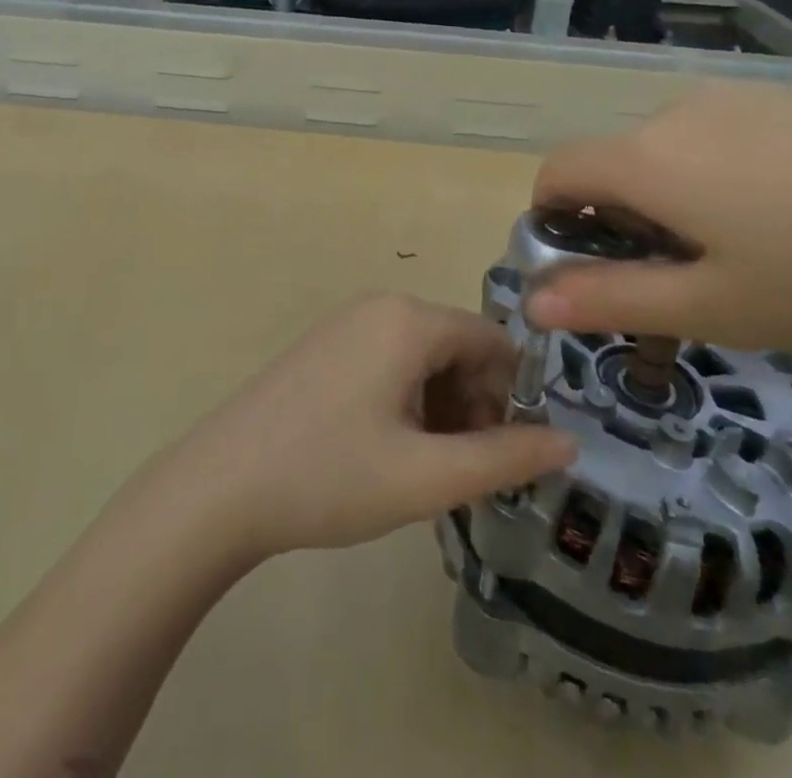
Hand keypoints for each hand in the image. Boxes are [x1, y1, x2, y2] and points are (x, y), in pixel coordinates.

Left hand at [162, 294, 574, 561]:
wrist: (222, 485)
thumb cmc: (329, 476)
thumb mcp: (427, 477)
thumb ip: (505, 457)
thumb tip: (570, 441)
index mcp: (408, 319)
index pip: (493, 341)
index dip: (512, 397)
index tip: (505, 454)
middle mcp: (380, 305)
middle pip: (458, 347)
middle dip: (475, 406)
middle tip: (461, 472)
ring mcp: (347, 323)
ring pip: (424, 358)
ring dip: (442, 409)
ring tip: (425, 471)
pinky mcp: (326, 346)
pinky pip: (389, 361)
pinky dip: (407, 402)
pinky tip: (390, 451)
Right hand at [523, 82, 791, 356]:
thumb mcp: (717, 308)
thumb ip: (612, 300)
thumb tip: (532, 301)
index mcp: (646, 158)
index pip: (555, 174)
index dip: (551, 224)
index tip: (593, 276)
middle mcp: (675, 113)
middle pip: (611, 166)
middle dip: (620, 225)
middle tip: (686, 290)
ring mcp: (734, 101)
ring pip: (666, 155)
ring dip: (672, 204)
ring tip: (749, 260)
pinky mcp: (785, 102)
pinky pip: (717, 140)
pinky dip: (717, 181)